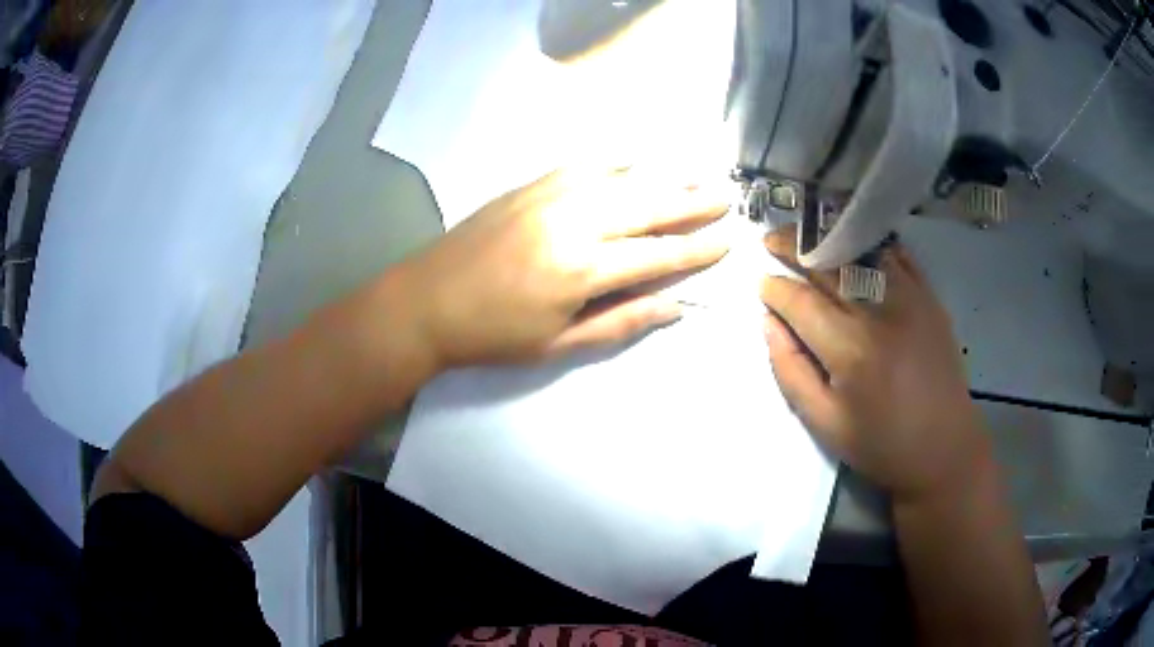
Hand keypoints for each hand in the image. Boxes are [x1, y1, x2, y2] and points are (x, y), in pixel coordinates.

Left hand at [404, 166, 729, 367]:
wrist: (426, 302)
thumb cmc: (492, 335)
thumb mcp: (558, 345)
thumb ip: (620, 322)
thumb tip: (675, 307)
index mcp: (582, 270)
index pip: (657, 256)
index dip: (697, 250)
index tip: (727, 240)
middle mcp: (574, 222)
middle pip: (647, 208)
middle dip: (691, 203)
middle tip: (725, 197)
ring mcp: (550, 196)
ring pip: (621, 180)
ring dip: (662, 179)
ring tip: (695, 176)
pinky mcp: (529, 186)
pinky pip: (583, 166)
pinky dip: (615, 164)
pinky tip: (634, 163)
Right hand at [760, 228, 992, 503]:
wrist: (944, 448)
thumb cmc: (881, 444)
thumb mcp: (824, 423)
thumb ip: (791, 370)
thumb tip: (768, 323)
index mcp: (851, 350)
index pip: (802, 302)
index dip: (775, 289)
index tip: (760, 283)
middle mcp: (880, 313)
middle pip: (829, 265)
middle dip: (794, 247)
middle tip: (770, 239)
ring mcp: (910, 299)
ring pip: (862, 251)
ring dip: (829, 238)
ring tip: (807, 236)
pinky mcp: (930, 298)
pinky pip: (897, 257)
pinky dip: (871, 245)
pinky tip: (854, 242)